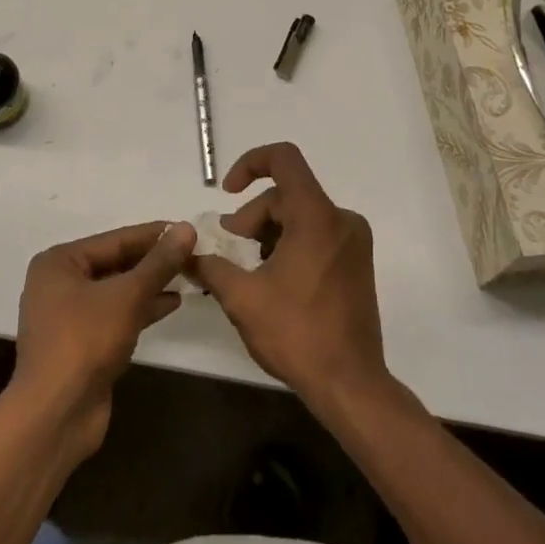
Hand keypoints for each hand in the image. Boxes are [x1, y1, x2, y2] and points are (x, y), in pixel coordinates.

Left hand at [10, 221, 195, 464]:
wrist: (56, 414)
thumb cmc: (85, 341)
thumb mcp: (127, 296)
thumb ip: (159, 263)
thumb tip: (187, 228)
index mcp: (59, 262)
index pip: (115, 239)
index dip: (154, 234)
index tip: (188, 228)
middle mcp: (59, 283)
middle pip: (115, 263)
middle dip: (153, 260)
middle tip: (193, 252)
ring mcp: (69, 315)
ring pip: (117, 290)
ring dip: (150, 284)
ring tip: (189, 274)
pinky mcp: (82, 343)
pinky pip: (116, 314)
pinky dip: (141, 308)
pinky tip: (172, 302)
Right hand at [190, 143, 390, 413]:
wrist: (351, 384)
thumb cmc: (296, 334)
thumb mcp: (241, 298)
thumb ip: (210, 266)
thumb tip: (187, 252)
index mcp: (317, 217)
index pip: (284, 159)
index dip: (250, 164)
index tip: (227, 193)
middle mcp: (341, 220)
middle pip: (287, 195)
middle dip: (252, 216)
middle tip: (230, 251)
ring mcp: (354, 242)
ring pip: (301, 216)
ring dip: (269, 233)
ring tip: (249, 269)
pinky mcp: (357, 263)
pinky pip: (317, 234)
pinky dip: (290, 244)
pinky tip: (273, 279)